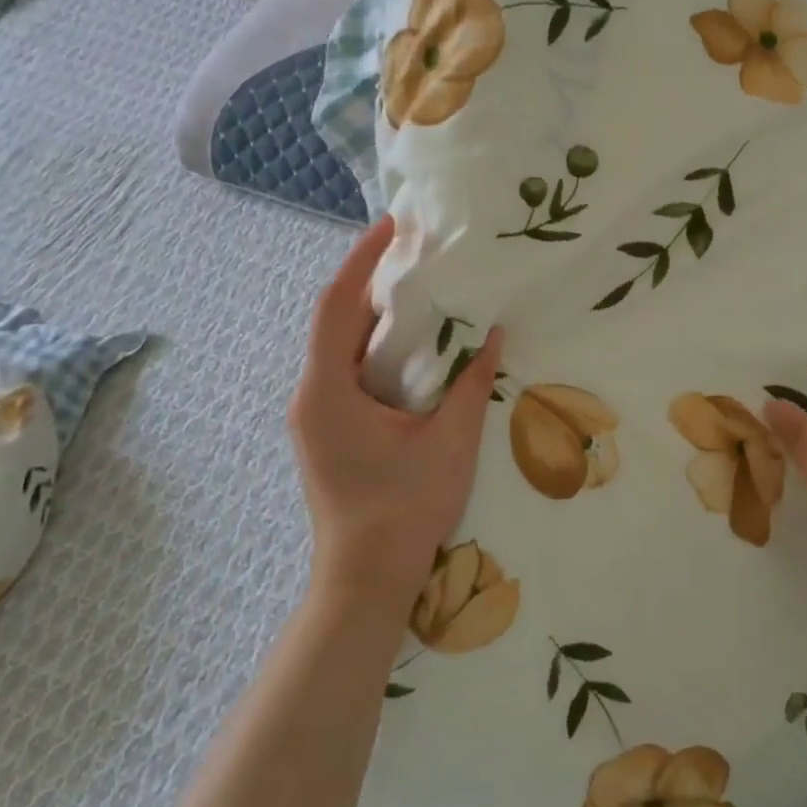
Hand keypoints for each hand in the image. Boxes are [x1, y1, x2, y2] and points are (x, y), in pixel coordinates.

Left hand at [289, 215, 503, 614]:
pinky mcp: (328, 430)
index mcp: (328, 392)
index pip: (336, 306)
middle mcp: (311, 396)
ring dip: (375, 315)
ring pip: (340, 347)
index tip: (390, 226)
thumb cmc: (405, 510)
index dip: (361, 260)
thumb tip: (495, 337)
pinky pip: (347, 371)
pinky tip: (412, 345)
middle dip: (370, 281)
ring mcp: (315, 415)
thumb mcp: (450, 442)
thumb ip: (471, 384)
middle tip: (414, 251)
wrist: (367, 581)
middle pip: (335, 321)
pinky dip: (376, 347)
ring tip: (419, 288)